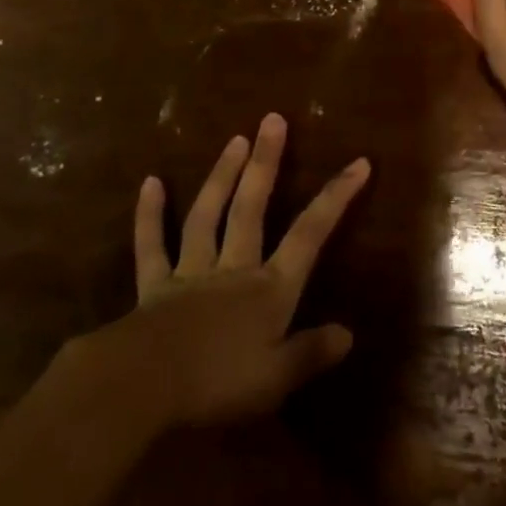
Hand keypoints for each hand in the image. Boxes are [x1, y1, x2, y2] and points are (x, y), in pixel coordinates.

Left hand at [85, 114, 369, 428]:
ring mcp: (192, 272)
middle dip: (266, 163)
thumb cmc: (218, 385)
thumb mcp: (276, 378)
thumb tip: (348, 332)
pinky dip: (150, 214)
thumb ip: (311, 352)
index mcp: (269, 290)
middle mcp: (234, 269)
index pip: (310, 235)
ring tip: (235, 139)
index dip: (336, 198)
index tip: (358, 162)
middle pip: (252, 208)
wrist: (146, 386)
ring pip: (208, 215)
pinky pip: (152, 245)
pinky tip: (150, 182)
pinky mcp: (154, 285)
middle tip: (273, 119)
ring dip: (222, 175)